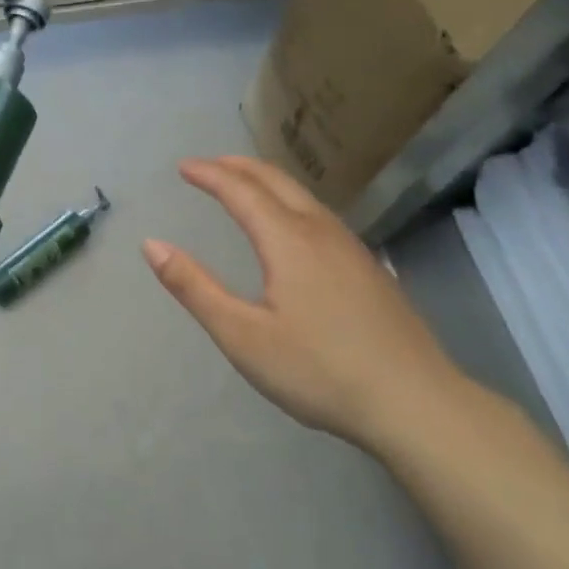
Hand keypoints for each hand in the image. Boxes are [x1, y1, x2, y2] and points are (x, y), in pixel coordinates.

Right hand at [142, 156, 466, 450]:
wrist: (417, 403)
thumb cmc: (320, 371)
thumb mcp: (242, 336)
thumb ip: (194, 288)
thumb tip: (151, 245)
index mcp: (288, 241)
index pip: (241, 191)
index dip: (209, 175)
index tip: (182, 167)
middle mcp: (321, 232)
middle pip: (276, 181)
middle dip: (238, 166)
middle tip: (208, 165)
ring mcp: (352, 248)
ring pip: (303, 196)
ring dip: (266, 181)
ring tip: (242, 185)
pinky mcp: (370, 269)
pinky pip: (320, 215)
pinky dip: (290, 201)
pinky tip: (292, 226)